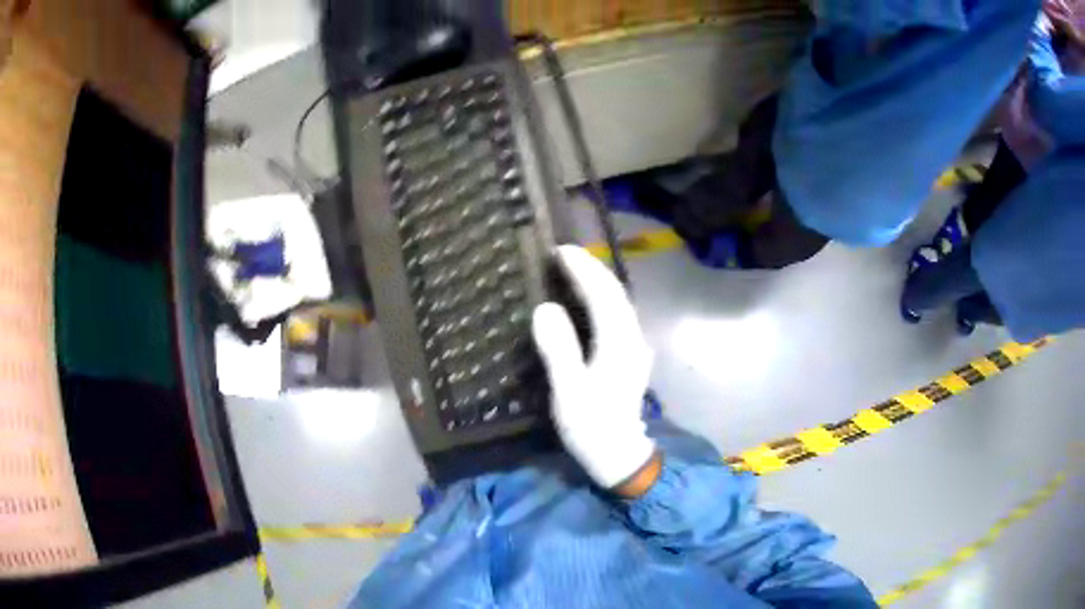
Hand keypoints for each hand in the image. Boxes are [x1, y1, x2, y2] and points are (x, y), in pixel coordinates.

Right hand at [531, 245, 655, 490]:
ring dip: (599, 281)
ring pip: (619, 303)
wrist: (619, 455)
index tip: (561, 251)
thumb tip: (545, 308)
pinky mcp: (630, 356)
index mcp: (618, 345)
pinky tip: (588, 299)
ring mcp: (635, 347)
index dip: (583, 270)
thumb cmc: (592, 427)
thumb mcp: (569, 392)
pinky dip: (602, 299)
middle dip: (592, 269)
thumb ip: (559, 350)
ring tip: (573, 268)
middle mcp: (632, 339)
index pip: (603, 296)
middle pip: (616, 294)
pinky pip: (617, 315)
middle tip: (564, 253)